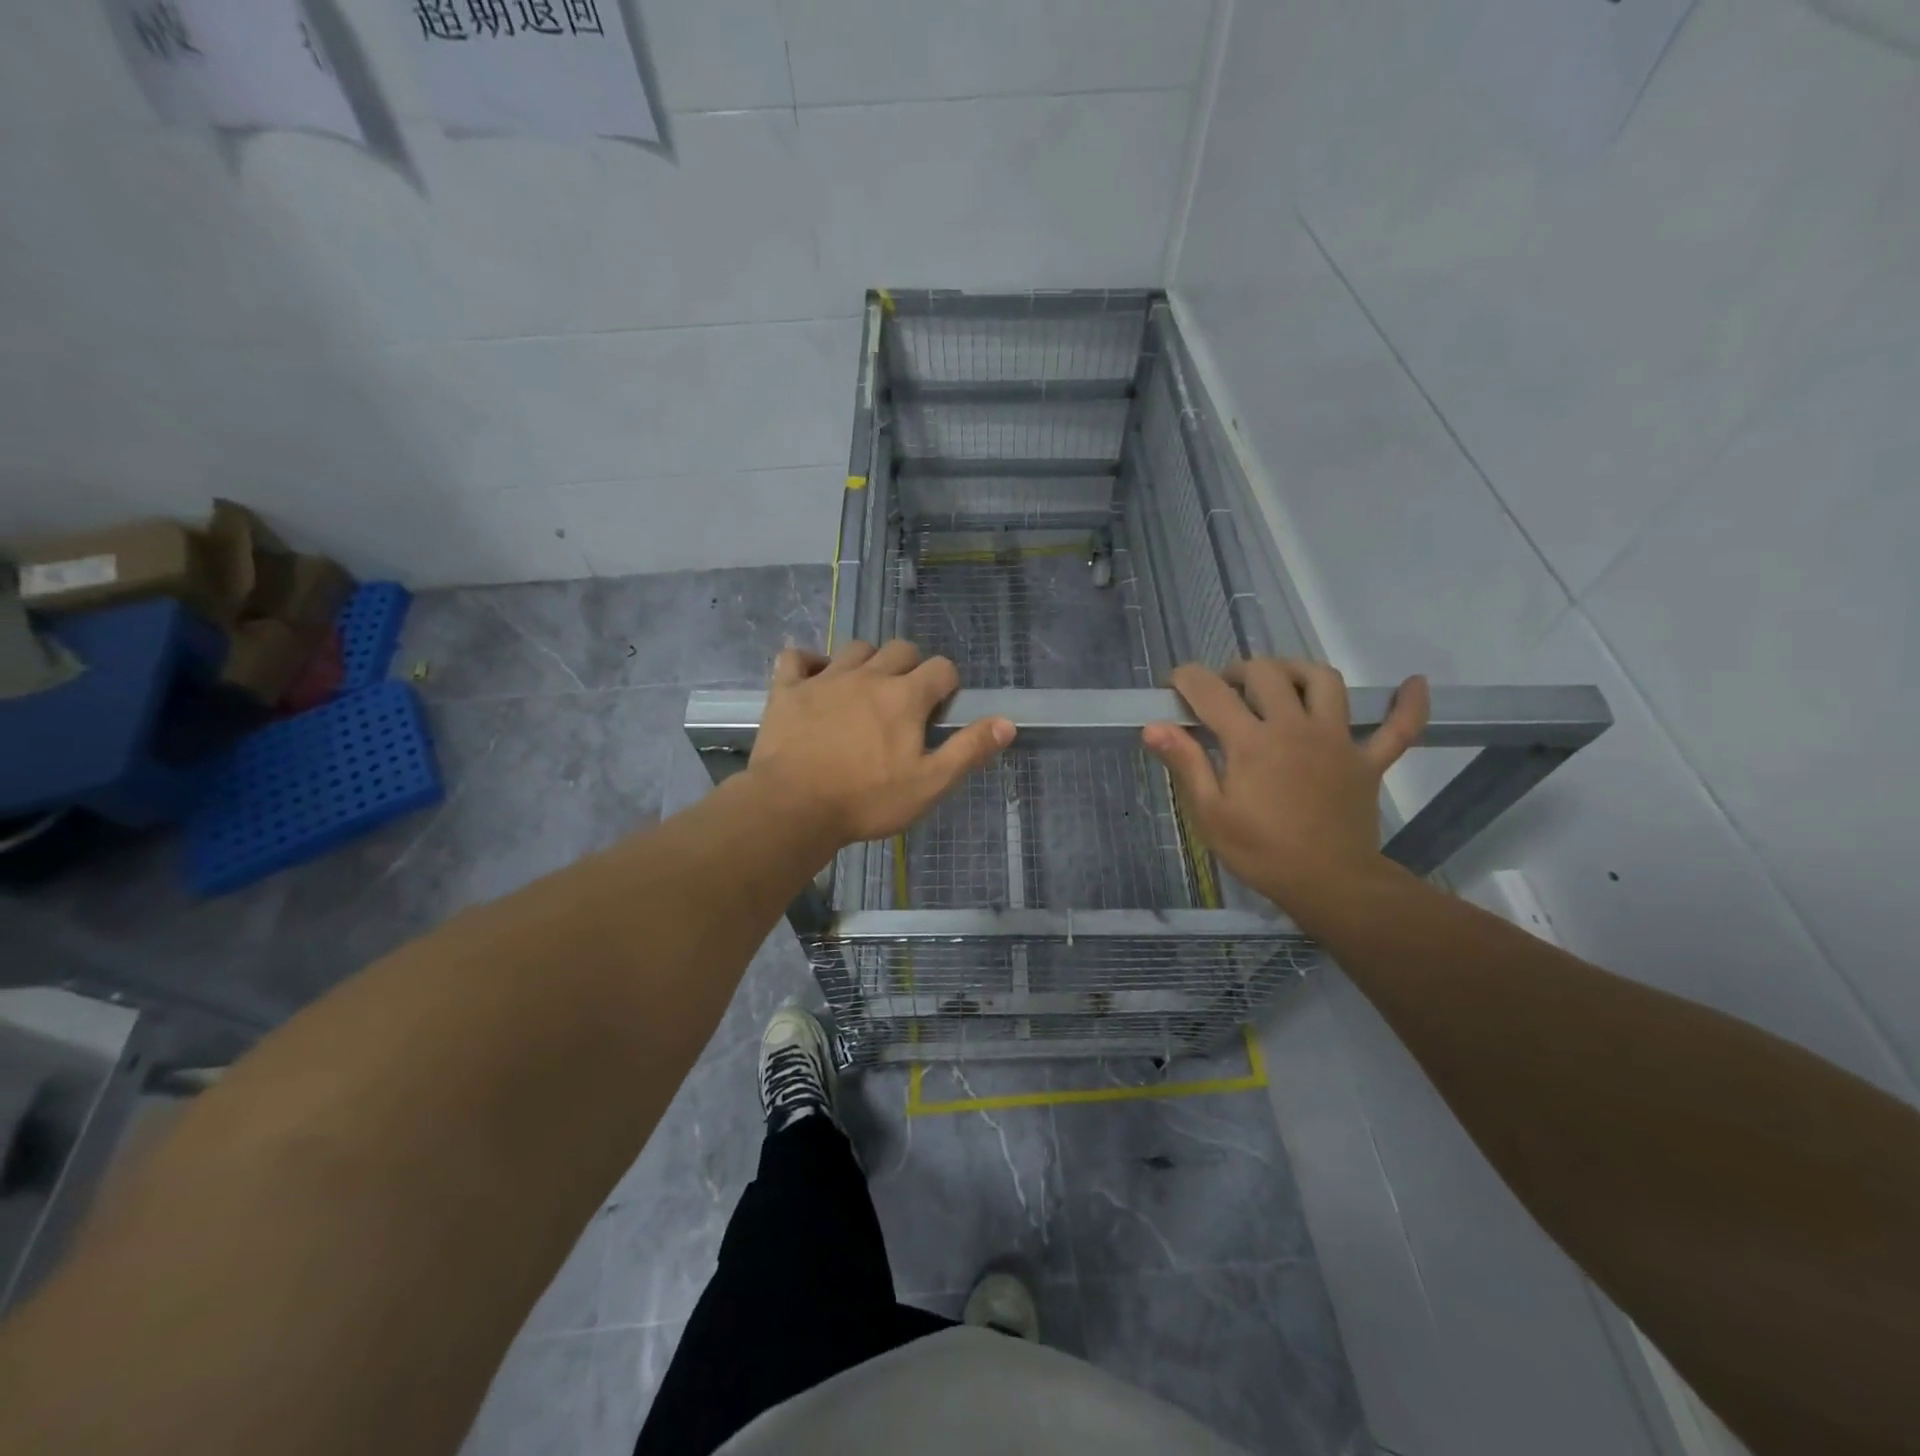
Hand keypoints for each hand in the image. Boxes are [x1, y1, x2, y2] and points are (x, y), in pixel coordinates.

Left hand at [746, 640, 1015, 846]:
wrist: (793, 807)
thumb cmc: (867, 800)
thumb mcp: (930, 784)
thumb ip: (969, 750)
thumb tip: (1007, 722)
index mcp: (905, 696)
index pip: (942, 668)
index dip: (947, 686)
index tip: (939, 712)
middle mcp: (868, 675)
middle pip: (900, 649)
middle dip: (911, 668)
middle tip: (905, 703)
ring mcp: (825, 678)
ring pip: (855, 649)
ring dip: (867, 662)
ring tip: (865, 691)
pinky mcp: (788, 689)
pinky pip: (796, 658)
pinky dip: (807, 663)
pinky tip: (813, 679)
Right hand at [1143, 659, 1429, 918]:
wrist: (1329, 885)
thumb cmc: (1260, 852)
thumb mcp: (1210, 814)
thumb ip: (1185, 763)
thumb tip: (1152, 726)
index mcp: (1252, 742)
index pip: (1211, 692)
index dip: (1187, 679)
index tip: (1173, 686)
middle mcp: (1295, 727)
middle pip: (1266, 673)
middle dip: (1237, 671)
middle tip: (1223, 691)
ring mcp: (1338, 740)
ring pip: (1324, 681)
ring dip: (1298, 670)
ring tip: (1281, 681)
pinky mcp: (1368, 761)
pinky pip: (1398, 727)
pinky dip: (1408, 705)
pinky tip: (1413, 682)